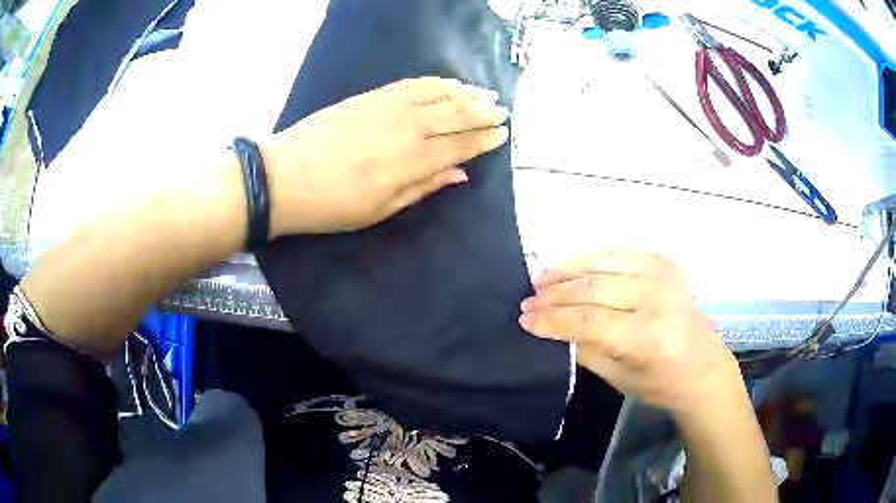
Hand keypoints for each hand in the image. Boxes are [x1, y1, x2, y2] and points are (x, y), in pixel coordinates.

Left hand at [264, 77, 510, 236]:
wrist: (284, 176)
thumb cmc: (333, 204)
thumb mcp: (381, 209)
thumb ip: (424, 187)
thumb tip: (461, 174)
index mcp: (413, 161)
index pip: (461, 145)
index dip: (485, 139)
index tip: (503, 135)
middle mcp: (409, 127)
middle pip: (457, 114)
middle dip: (484, 112)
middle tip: (502, 112)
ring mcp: (390, 106)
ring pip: (440, 93)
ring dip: (467, 93)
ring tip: (486, 94)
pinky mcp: (374, 95)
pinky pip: (414, 83)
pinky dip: (438, 82)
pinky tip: (450, 84)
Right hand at [519, 248, 740, 414]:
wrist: (703, 365)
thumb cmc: (661, 382)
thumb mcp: (617, 376)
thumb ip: (584, 347)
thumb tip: (551, 326)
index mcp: (648, 337)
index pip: (589, 321)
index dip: (552, 320)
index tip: (525, 320)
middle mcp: (657, 299)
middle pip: (593, 288)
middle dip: (555, 295)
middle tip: (528, 302)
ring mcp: (663, 275)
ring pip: (603, 262)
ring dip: (568, 270)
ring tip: (542, 279)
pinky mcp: (665, 263)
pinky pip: (620, 253)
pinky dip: (592, 258)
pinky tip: (574, 268)